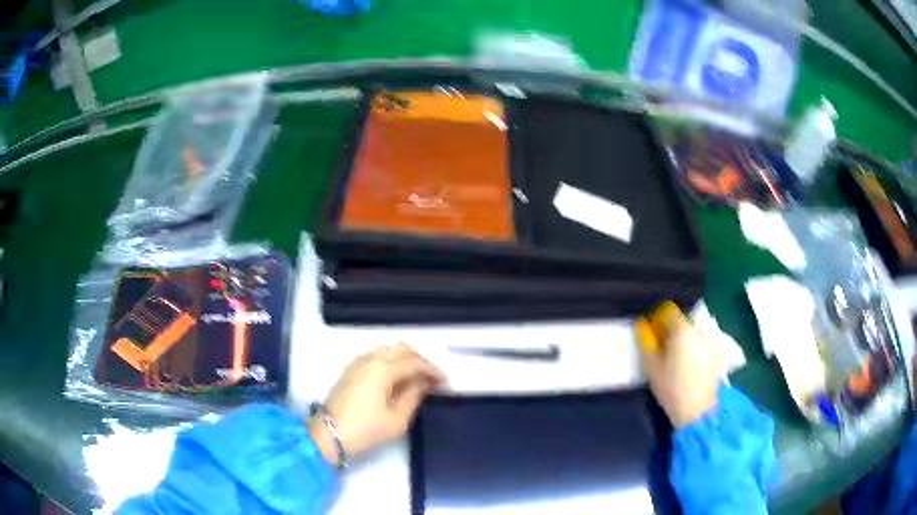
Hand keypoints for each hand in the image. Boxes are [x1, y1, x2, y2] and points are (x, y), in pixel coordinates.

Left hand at [309, 344, 444, 465]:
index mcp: (383, 368)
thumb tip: (424, 382)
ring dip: (405, 360)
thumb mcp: (397, 419)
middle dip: (420, 360)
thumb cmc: (366, 430)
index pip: (414, 362)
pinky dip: (391, 363)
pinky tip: (398, 379)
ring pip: (388, 351)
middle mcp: (369, 358)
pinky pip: (377, 357)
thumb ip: (414, 396)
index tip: (445, 381)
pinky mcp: (350, 370)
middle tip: (431, 377)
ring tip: (417, 378)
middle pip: (401, 349)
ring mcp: (357, 363)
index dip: (433, 370)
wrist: (328, 435)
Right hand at [636, 303, 719, 428]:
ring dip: (684, 340)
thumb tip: (641, 325)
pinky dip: (695, 348)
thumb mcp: (651, 367)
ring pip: (693, 332)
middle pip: (681, 321)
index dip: (657, 320)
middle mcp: (699, 329)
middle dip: (671, 332)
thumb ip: (645, 342)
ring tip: (678, 361)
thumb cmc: (672, 389)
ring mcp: (712, 340)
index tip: (652, 336)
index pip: (667, 310)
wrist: (699, 410)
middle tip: (663, 351)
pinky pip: (702, 342)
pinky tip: (690, 367)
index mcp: (682, 330)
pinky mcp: (718, 352)